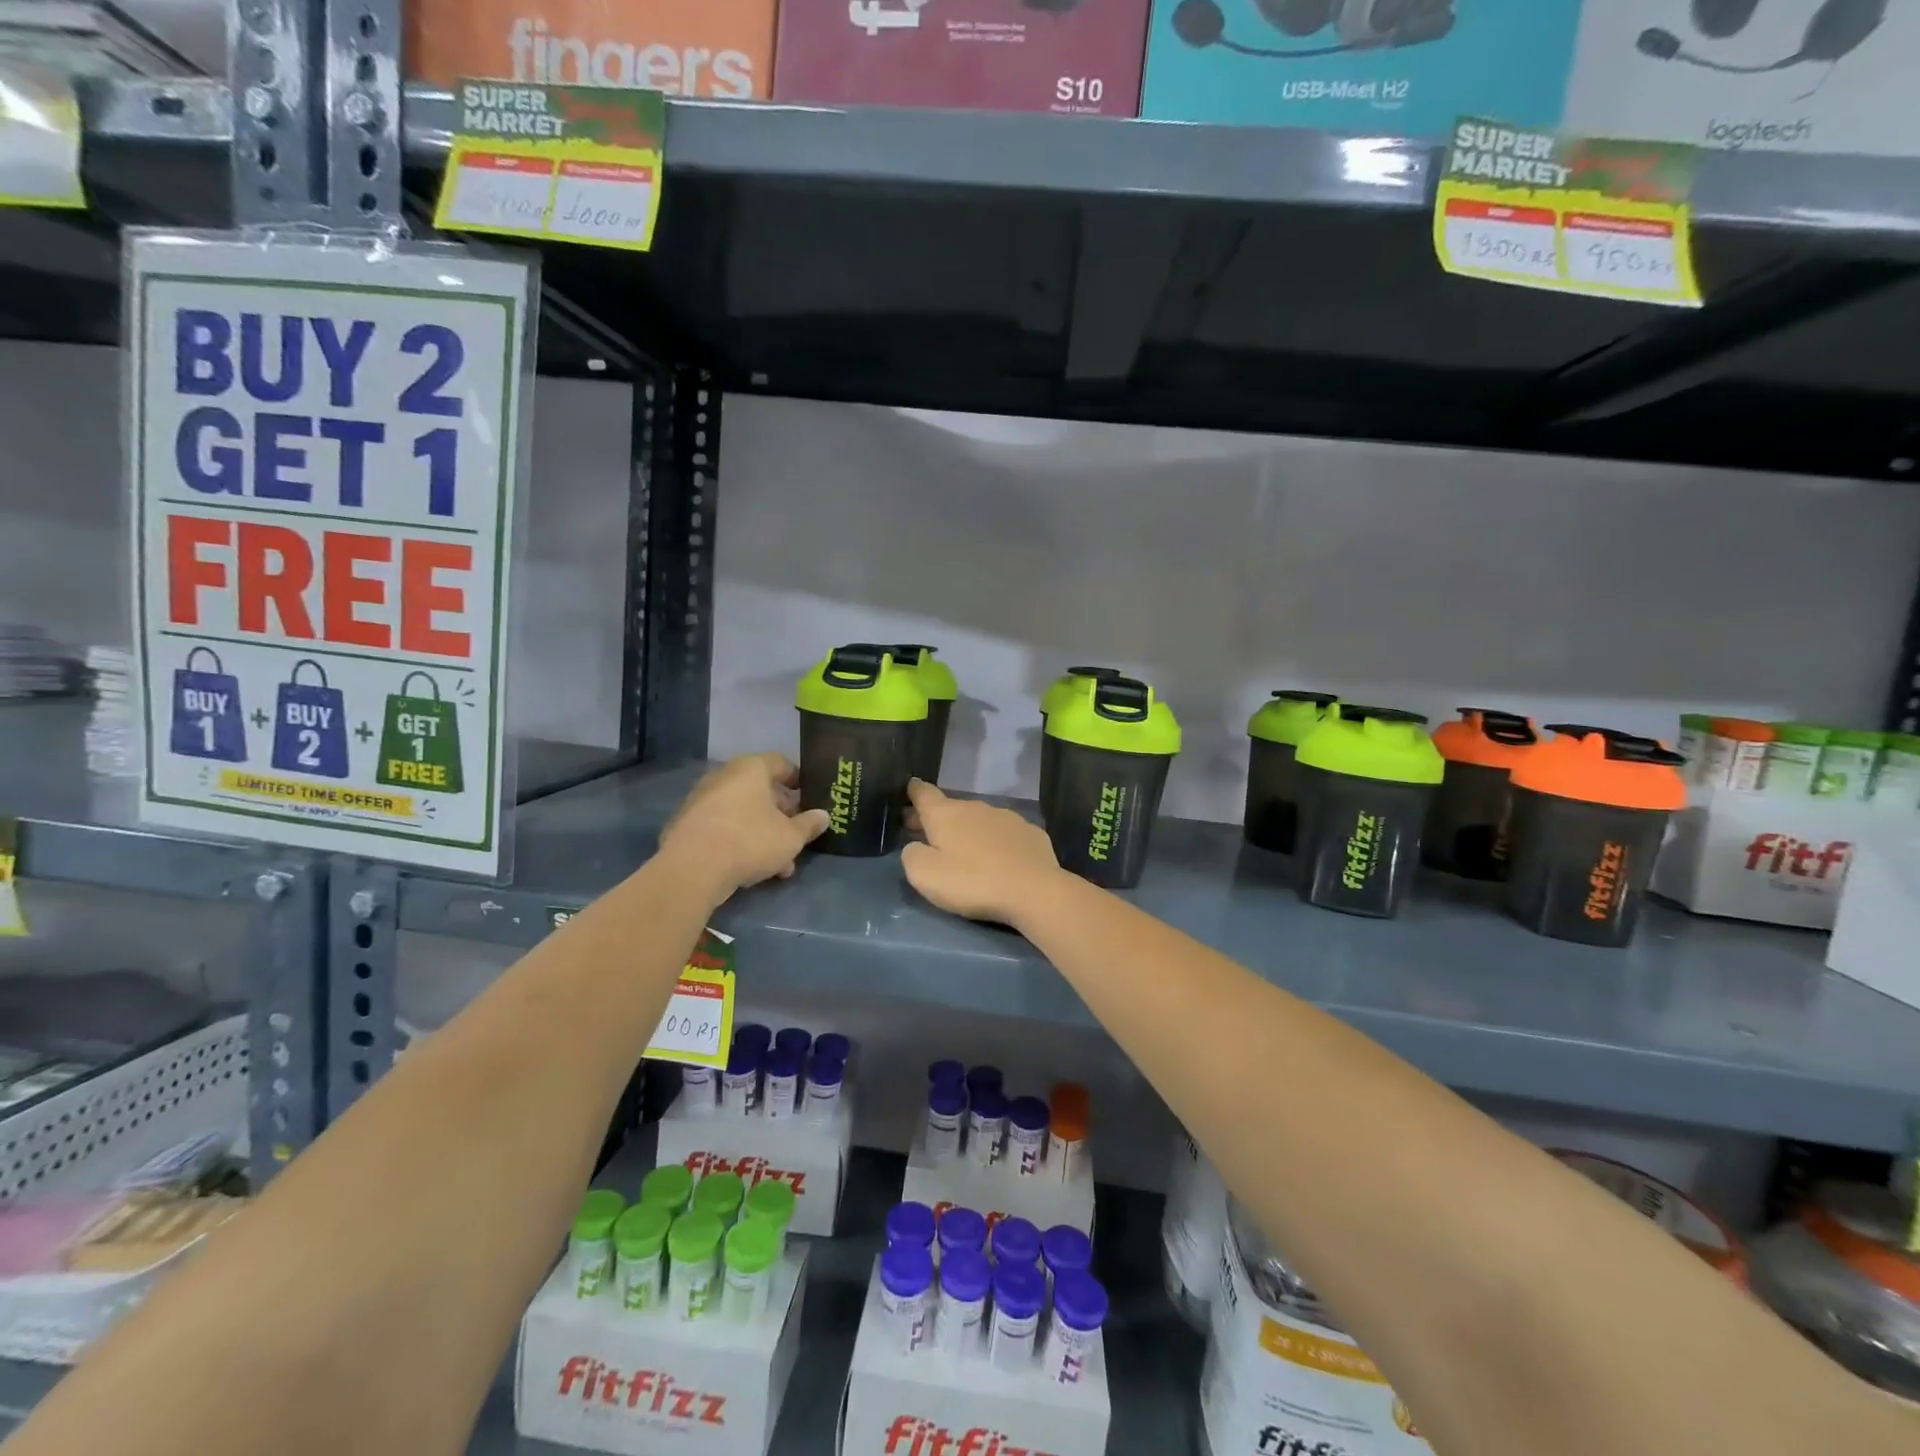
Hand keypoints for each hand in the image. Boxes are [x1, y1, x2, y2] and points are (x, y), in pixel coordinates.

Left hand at [658, 753, 829, 901]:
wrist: (692, 869)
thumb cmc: (750, 841)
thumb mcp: (791, 837)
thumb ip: (809, 824)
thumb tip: (823, 815)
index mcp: (751, 769)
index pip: (781, 763)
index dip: (799, 780)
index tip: (810, 799)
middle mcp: (724, 776)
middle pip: (761, 790)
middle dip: (781, 814)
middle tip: (796, 835)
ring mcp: (702, 800)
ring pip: (742, 813)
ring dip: (762, 833)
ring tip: (779, 863)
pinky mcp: (687, 825)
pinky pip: (722, 827)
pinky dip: (738, 841)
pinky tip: (751, 868)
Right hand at [901, 779, 1064, 925]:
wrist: (1034, 891)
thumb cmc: (973, 881)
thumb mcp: (925, 875)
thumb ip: (912, 855)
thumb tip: (916, 846)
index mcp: (946, 813)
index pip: (923, 792)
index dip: (913, 791)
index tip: (908, 789)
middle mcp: (976, 806)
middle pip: (950, 808)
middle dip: (937, 820)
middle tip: (926, 836)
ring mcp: (1007, 817)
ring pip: (979, 819)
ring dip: (968, 831)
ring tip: (966, 852)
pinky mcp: (1031, 832)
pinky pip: (1005, 834)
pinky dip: (996, 842)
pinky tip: (999, 860)